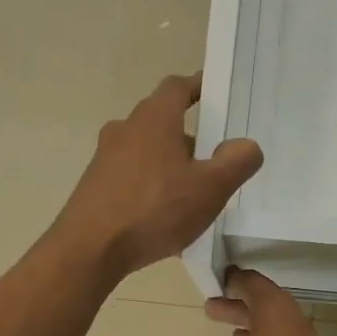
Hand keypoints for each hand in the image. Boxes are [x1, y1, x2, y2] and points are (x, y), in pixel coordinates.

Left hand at [53, 74, 263, 282]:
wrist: (89, 249)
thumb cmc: (154, 210)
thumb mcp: (210, 188)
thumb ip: (236, 162)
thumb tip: (247, 145)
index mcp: (154, 118)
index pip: (178, 86)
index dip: (199, 87)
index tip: (216, 95)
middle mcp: (125, 129)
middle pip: (162, 121)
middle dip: (188, 135)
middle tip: (214, 160)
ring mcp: (105, 158)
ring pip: (146, 151)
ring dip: (169, 164)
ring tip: (191, 193)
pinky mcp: (94, 186)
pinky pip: (131, 177)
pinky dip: (150, 186)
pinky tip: (162, 217)